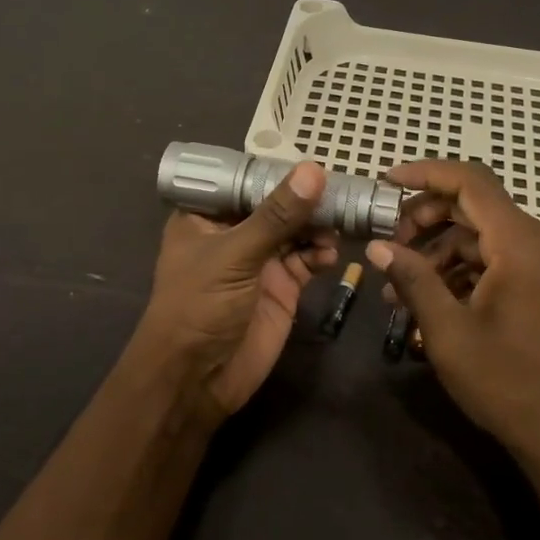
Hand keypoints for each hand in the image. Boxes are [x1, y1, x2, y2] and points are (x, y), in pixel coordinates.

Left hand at [129, 160, 337, 424]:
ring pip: (296, 230)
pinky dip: (322, 253)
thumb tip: (314, 171)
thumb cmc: (199, 306)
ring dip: (319, 224)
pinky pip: (308, 259)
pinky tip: (332, 253)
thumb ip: (277, 216)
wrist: (198, 380)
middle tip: (341, 189)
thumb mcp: (235, 255)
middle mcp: (233, 233)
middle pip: (276, 204)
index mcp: (206, 216)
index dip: (275, 170)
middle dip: (306, 198)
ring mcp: (259, 260)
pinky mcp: (282, 286)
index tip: (312, 160)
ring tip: (341, 220)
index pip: (244, 179)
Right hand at [364, 160, 539, 476]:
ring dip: (440, 250)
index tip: (386, 181)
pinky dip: (463, 268)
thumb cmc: (507, 383)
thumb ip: (413, 279)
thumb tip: (378, 246)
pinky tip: (432, 299)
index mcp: (522, 244)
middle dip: (426, 218)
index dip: (424, 174)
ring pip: (483, 233)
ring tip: (401, 287)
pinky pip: (499, 257)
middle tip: (390, 245)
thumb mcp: (447, 331)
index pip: (470, 182)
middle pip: (476, 204)